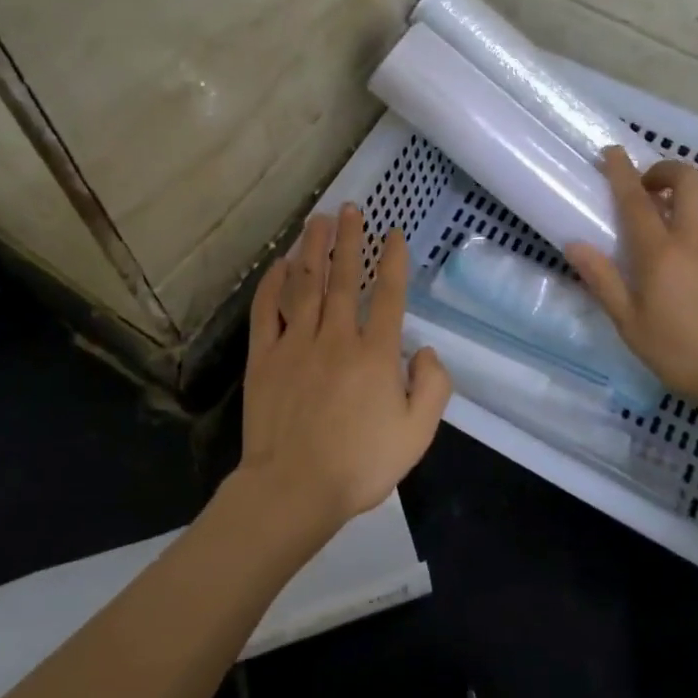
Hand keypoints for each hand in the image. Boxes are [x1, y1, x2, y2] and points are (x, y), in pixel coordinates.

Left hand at [238, 204, 451, 534]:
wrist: (294, 489)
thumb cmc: (360, 464)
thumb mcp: (417, 434)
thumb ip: (433, 387)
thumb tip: (426, 350)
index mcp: (376, 354)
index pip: (388, 295)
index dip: (392, 260)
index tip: (393, 233)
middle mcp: (336, 338)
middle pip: (343, 278)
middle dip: (349, 240)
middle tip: (350, 209)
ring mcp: (296, 344)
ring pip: (305, 285)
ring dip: (313, 249)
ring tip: (318, 221)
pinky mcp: (265, 358)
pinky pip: (268, 311)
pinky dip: (274, 284)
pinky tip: (280, 264)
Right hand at [565, 148, 697, 425]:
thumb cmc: (682, 353)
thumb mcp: (630, 324)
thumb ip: (603, 280)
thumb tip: (575, 244)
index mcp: (660, 253)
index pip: (636, 199)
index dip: (621, 170)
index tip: (612, 152)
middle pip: (688, 178)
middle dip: (667, 170)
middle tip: (653, 187)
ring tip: (688, 205)